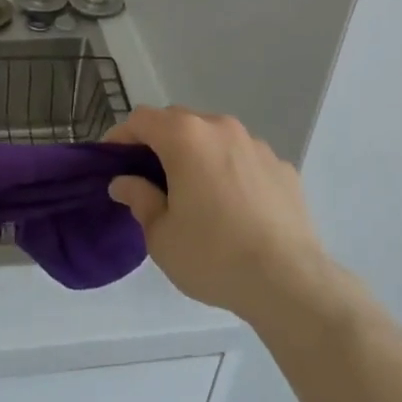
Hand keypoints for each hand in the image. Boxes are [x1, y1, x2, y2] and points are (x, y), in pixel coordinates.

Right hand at [107, 105, 332, 323]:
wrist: (289, 282)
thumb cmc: (213, 255)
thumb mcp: (161, 235)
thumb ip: (139, 199)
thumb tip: (125, 182)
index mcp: (186, 137)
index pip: (142, 119)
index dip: (121, 136)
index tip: (112, 162)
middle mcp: (221, 128)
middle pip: (178, 121)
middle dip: (159, 142)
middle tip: (149, 178)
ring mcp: (256, 145)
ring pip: (214, 137)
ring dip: (197, 154)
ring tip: (194, 192)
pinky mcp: (282, 167)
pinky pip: (244, 158)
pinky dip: (230, 171)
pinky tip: (233, 207)